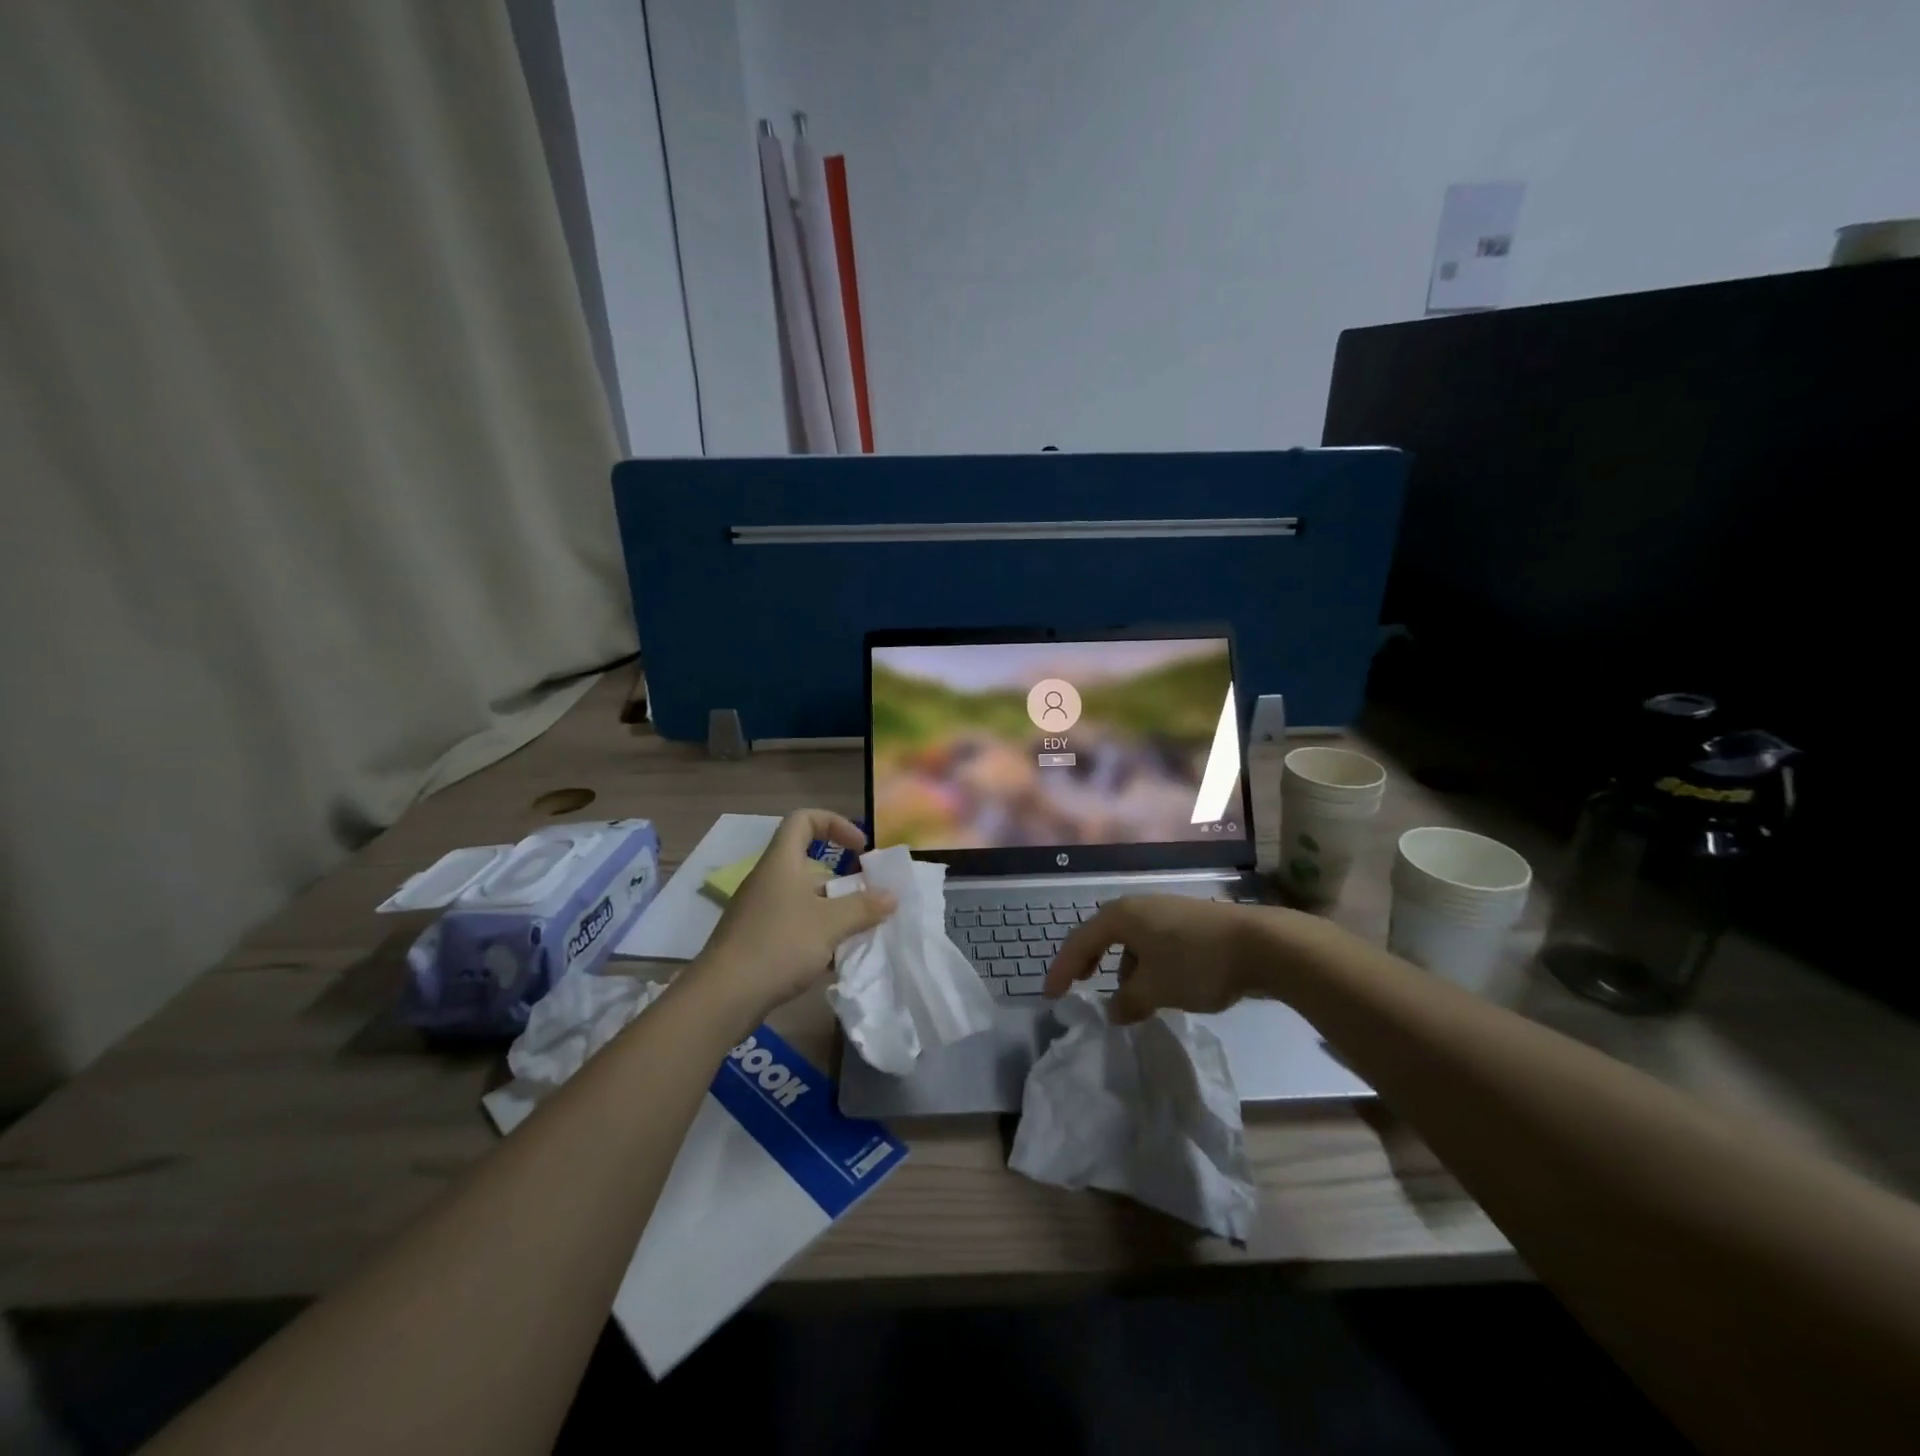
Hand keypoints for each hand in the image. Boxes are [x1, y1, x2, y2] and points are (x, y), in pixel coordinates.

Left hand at [691, 809, 895, 1027]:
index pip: (804, 819)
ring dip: (834, 912)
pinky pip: (795, 926)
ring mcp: (760, 911)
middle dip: (844, 881)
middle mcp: (769, 880)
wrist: (723, 997)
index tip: (860, 848)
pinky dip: (818, 936)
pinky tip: (836, 960)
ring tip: (860, 933)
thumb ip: (863, 907)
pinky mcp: (757, 940)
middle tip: (870, 899)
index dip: (836, 824)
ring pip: (805, 900)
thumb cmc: (779, 944)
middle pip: (810, 865)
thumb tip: (891, 896)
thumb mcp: (830, 924)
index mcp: (782, 862)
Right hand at [1045, 895, 1266, 1024]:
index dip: (1063, 969)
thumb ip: (1127, 1002)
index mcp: (1122, 916)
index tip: (1051, 996)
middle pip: (1103, 935)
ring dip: (1123, 967)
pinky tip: (1160, 986)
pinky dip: (1146, 964)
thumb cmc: (1196, 963)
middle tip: (1081, 985)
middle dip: (1090, 962)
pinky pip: (1154, 943)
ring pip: (1132, 940)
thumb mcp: (1155, 990)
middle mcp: (1139, 907)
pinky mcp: (1189, 922)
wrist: (1262, 945)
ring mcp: (1166, 912)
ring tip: (1128, 997)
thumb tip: (1113, 1011)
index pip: (1080, 942)